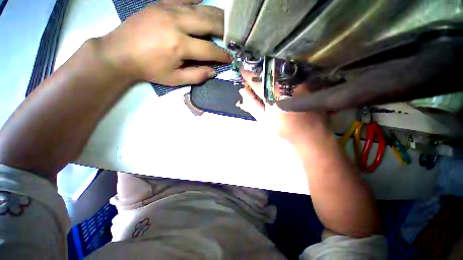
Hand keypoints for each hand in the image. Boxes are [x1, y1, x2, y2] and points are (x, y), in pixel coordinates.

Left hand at [97, 0, 231, 85]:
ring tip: (225, 23)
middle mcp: (176, 22)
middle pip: (209, 22)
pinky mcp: (161, 3)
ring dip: (216, 15)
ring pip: (201, 8)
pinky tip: (205, 3)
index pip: (210, 49)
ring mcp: (168, 8)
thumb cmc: (149, 69)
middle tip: (232, 37)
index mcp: (179, 45)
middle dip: (224, 30)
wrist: (119, 53)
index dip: (222, 55)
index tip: (230, 57)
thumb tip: (213, 71)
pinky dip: (198, 0)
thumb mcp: (175, 79)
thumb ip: (197, 76)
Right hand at [238, 70, 327, 143]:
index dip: (248, 75)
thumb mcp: (264, 120)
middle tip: (252, 71)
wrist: (310, 134)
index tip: (241, 70)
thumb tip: (242, 90)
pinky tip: (277, 75)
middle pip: (268, 72)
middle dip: (258, 70)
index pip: (257, 82)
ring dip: (269, 69)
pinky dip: (281, 72)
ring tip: (263, 72)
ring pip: (280, 70)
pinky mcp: (307, 82)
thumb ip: (252, 105)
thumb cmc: (284, 129)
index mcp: (273, 96)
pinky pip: (291, 72)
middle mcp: (286, 85)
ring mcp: (298, 82)